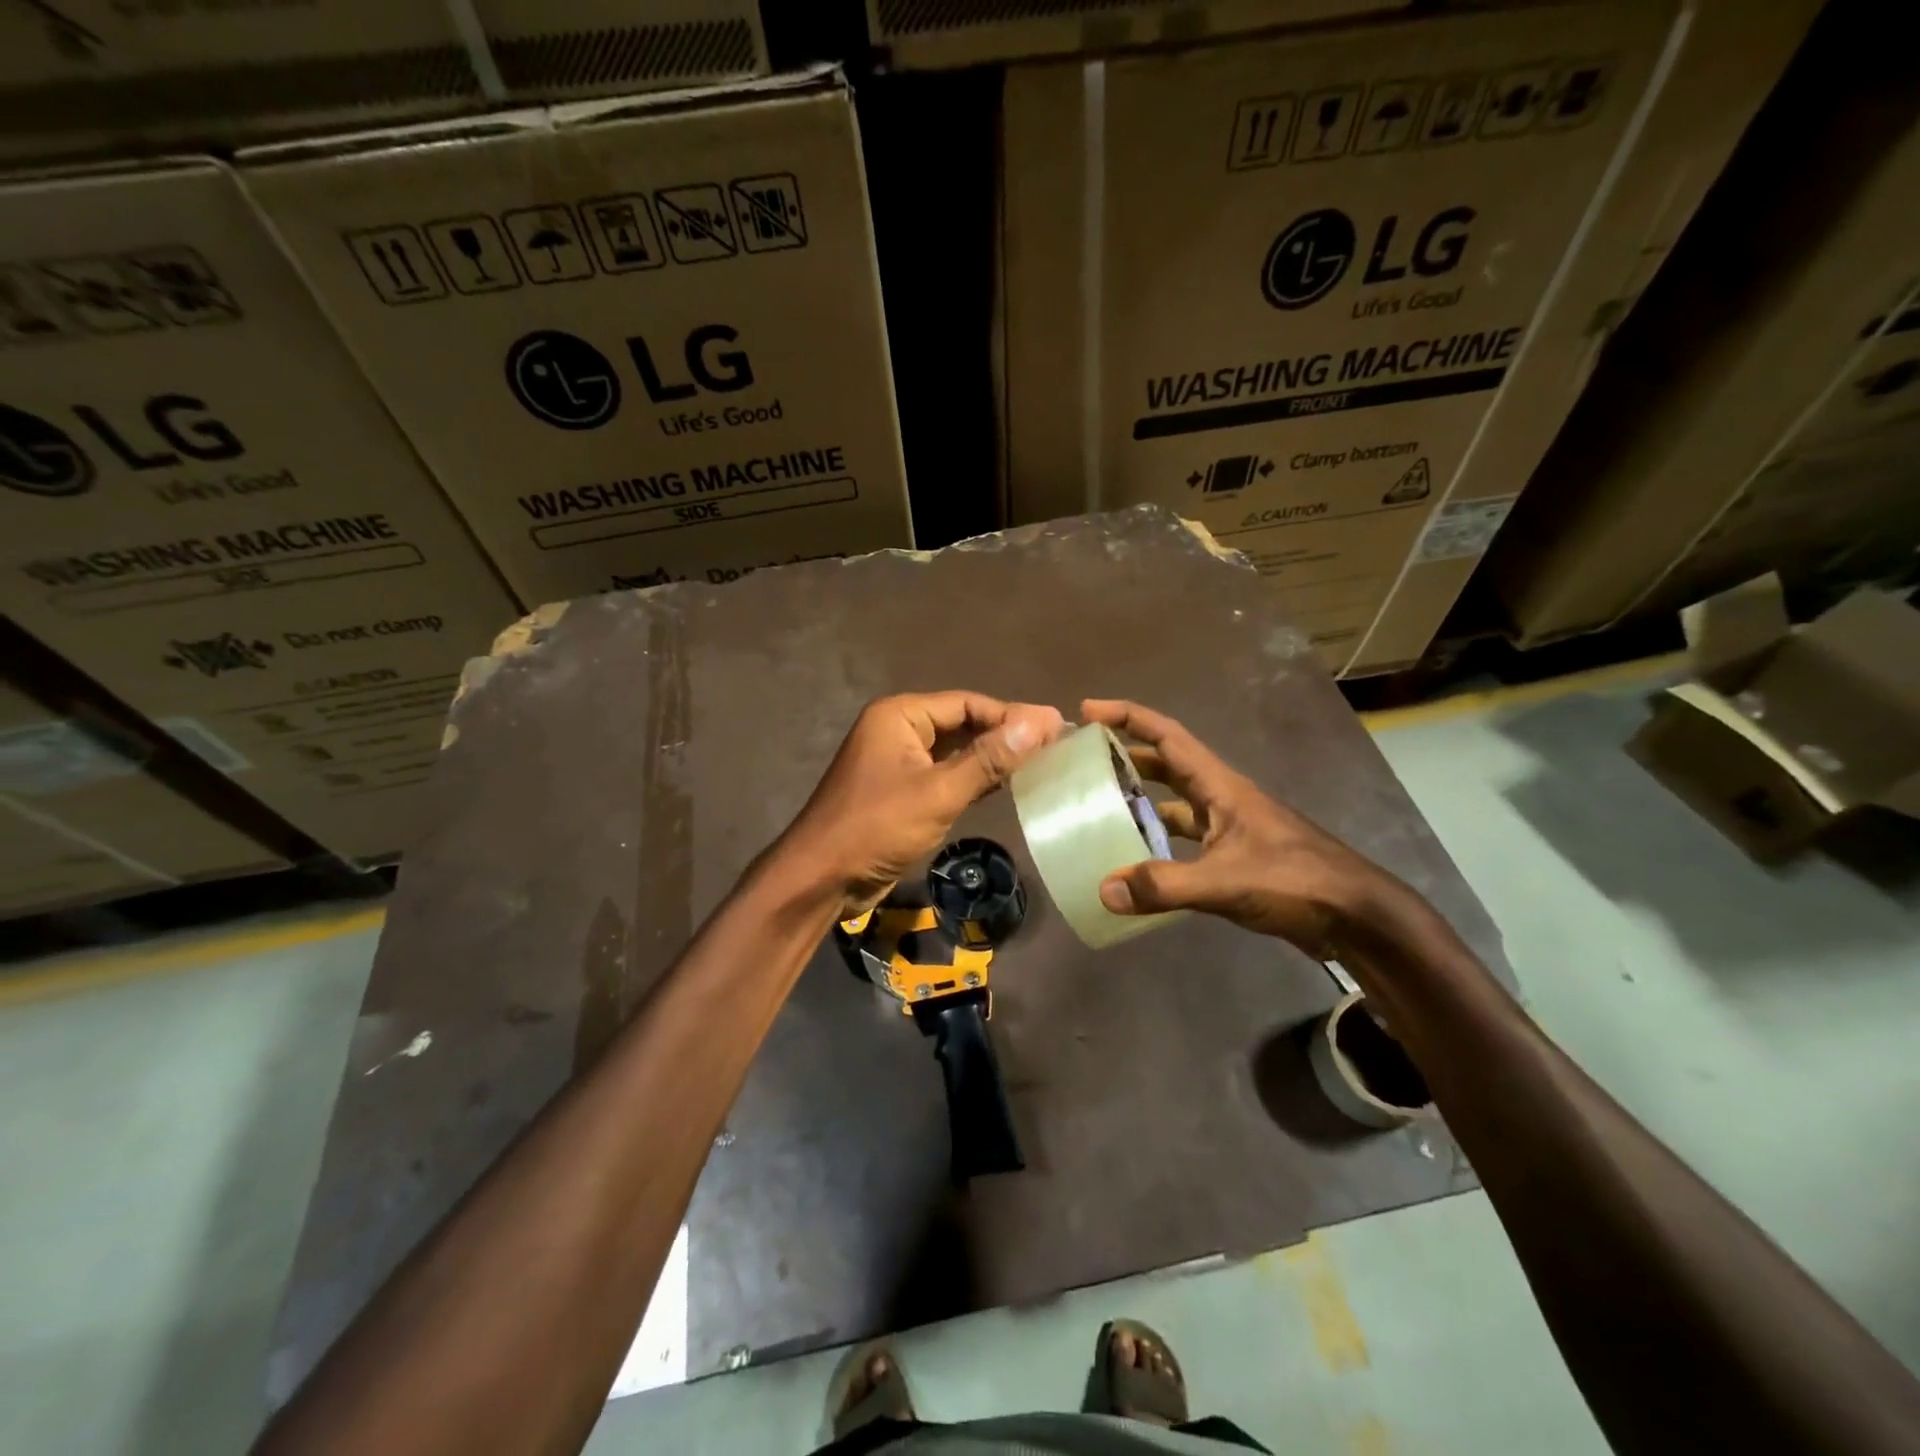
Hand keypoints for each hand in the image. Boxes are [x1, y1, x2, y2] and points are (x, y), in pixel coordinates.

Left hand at [782, 692, 1065, 916]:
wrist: (822, 878)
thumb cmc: (877, 827)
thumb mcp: (938, 792)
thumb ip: (989, 758)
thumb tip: (1041, 721)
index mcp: (900, 715)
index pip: (968, 704)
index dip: (1012, 715)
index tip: (1057, 727)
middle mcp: (898, 730)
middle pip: (962, 724)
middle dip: (1004, 735)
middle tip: (1056, 745)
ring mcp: (899, 762)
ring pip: (955, 752)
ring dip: (992, 758)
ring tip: (1042, 763)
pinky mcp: (902, 791)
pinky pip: (945, 775)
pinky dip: (974, 780)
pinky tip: (1007, 786)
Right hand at [1084, 699, 1420, 960]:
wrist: (1356, 917)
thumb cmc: (1296, 881)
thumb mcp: (1226, 881)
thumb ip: (1164, 885)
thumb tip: (1104, 889)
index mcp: (1220, 785)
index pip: (1167, 736)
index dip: (1128, 717)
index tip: (1088, 710)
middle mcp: (1221, 798)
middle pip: (1167, 765)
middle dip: (1126, 756)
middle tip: (1084, 762)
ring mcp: (1229, 828)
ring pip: (1174, 805)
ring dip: (1141, 802)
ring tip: (1100, 810)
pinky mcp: (1234, 857)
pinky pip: (1185, 841)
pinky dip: (1159, 845)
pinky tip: (1137, 864)